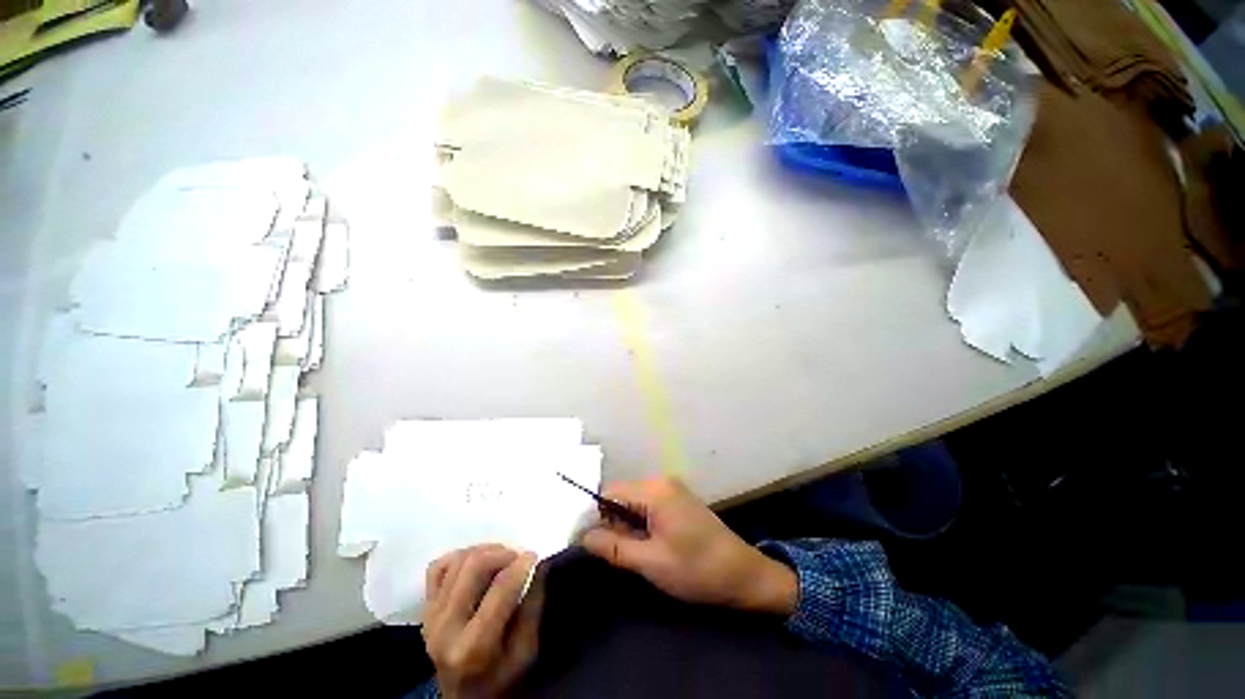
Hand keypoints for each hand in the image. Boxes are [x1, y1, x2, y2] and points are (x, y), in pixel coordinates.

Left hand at [421, 545, 542, 698]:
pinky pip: (438, 568)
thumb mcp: (526, 651)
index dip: (521, 565)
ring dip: (485, 551)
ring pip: (458, 560)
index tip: (534, 556)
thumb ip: (533, 606)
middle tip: (518, 558)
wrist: (463, 698)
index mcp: (474, 646)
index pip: (500, 588)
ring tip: (502, 559)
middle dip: (503, 553)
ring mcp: (431, 617)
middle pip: (474, 565)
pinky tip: (476, 563)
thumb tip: (539, 564)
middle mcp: (446, 628)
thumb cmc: (501, 677)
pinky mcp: (425, 610)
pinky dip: (459, 557)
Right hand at [581, 477, 797, 615]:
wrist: (744, 574)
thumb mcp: (651, 562)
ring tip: (627, 553)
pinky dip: (639, 525)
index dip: (592, 515)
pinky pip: (647, 507)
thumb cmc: (697, 569)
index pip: (609, 493)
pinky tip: (643, 546)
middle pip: (621, 496)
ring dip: (624, 526)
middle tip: (606, 553)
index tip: (580, 540)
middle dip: (610, 523)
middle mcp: (661, 482)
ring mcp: (671, 490)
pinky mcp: (677, 501)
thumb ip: (614, 547)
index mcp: (655, 490)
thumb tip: (582, 536)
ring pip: (633, 503)